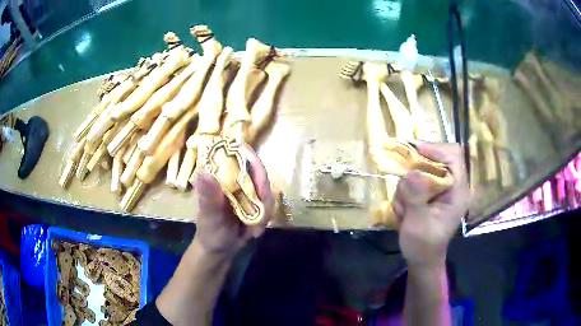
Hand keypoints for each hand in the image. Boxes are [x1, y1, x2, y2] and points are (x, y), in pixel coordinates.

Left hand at [192, 144, 274, 255]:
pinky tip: (255, 231)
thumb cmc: (210, 231)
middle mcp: (235, 180)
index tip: (260, 181)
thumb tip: (203, 172)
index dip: (252, 160)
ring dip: (264, 211)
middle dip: (263, 195)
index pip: (238, 156)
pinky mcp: (255, 202)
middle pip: (259, 174)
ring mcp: (247, 191)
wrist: (220, 250)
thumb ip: (209, 197)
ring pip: (267, 191)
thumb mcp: (209, 216)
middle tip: (259, 216)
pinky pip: (269, 205)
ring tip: (253, 229)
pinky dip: (265, 218)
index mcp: (221, 177)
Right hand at [393, 143, 469, 266]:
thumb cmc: (424, 245)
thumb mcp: (419, 224)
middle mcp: (451, 184)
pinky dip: (404, 191)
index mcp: (458, 190)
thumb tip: (411, 172)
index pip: (453, 156)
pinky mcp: (429, 191)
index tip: (414, 151)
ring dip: (407, 186)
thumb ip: (416, 198)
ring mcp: (440, 187)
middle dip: (415, 172)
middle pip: (434, 158)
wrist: (421, 258)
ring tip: (404, 209)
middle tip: (402, 188)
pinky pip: (413, 180)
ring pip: (419, 170)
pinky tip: (404, 210)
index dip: (435, 150)